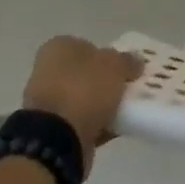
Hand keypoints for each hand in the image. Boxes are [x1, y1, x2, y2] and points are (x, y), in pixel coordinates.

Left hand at [22, 36, 142, 170]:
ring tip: (127, 110)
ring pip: (84, 99)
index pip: (87, 45)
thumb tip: (136, 60)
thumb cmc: (83, 89)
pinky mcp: (52, 130)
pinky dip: (98, 124)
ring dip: (103, 105)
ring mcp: (48, 102)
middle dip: (106, 81)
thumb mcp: (114, 67)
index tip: (126, 67)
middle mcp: (48, 71)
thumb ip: (127, 61)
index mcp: (59, 48)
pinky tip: (118, 128)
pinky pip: (82, 122)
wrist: (56, 138)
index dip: (108, 55)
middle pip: (85, 73)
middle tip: (129, 88)